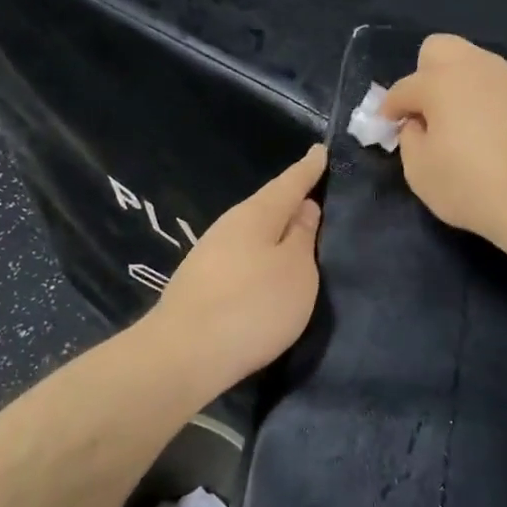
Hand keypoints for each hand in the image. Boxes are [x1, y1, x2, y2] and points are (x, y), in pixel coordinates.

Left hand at [149, 145, 325, 394]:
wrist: (184, 355)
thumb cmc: (253, 306)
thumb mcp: (296, 270)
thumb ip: (303, 236)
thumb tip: (304, 207)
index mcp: (256, 214)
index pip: (289, 182)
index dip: (309, 168)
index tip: (322, 150)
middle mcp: (230, 226)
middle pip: (268, 206)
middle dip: (292, 200)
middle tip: (319, 196)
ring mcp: (210, 254)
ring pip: (253, 233)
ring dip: (276, 231)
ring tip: (300, 235)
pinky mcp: (201, 283)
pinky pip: (242, 256)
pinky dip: (261, 255)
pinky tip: (269, 269)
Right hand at [381, 35, 506, 247]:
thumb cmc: (471, 185)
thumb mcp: (420, 171)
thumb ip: (410, 139)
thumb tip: (417, 124)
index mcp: (440, 82)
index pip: (404, 88)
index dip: (390, 108)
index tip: (387, 126)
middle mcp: (475, 68)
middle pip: (439, 49)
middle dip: (424, 75)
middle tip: (425, 112)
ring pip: (473, 63)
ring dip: (457, 84)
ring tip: (457, 122)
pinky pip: (497, 85)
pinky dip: (484, 98)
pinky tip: (487, 130)